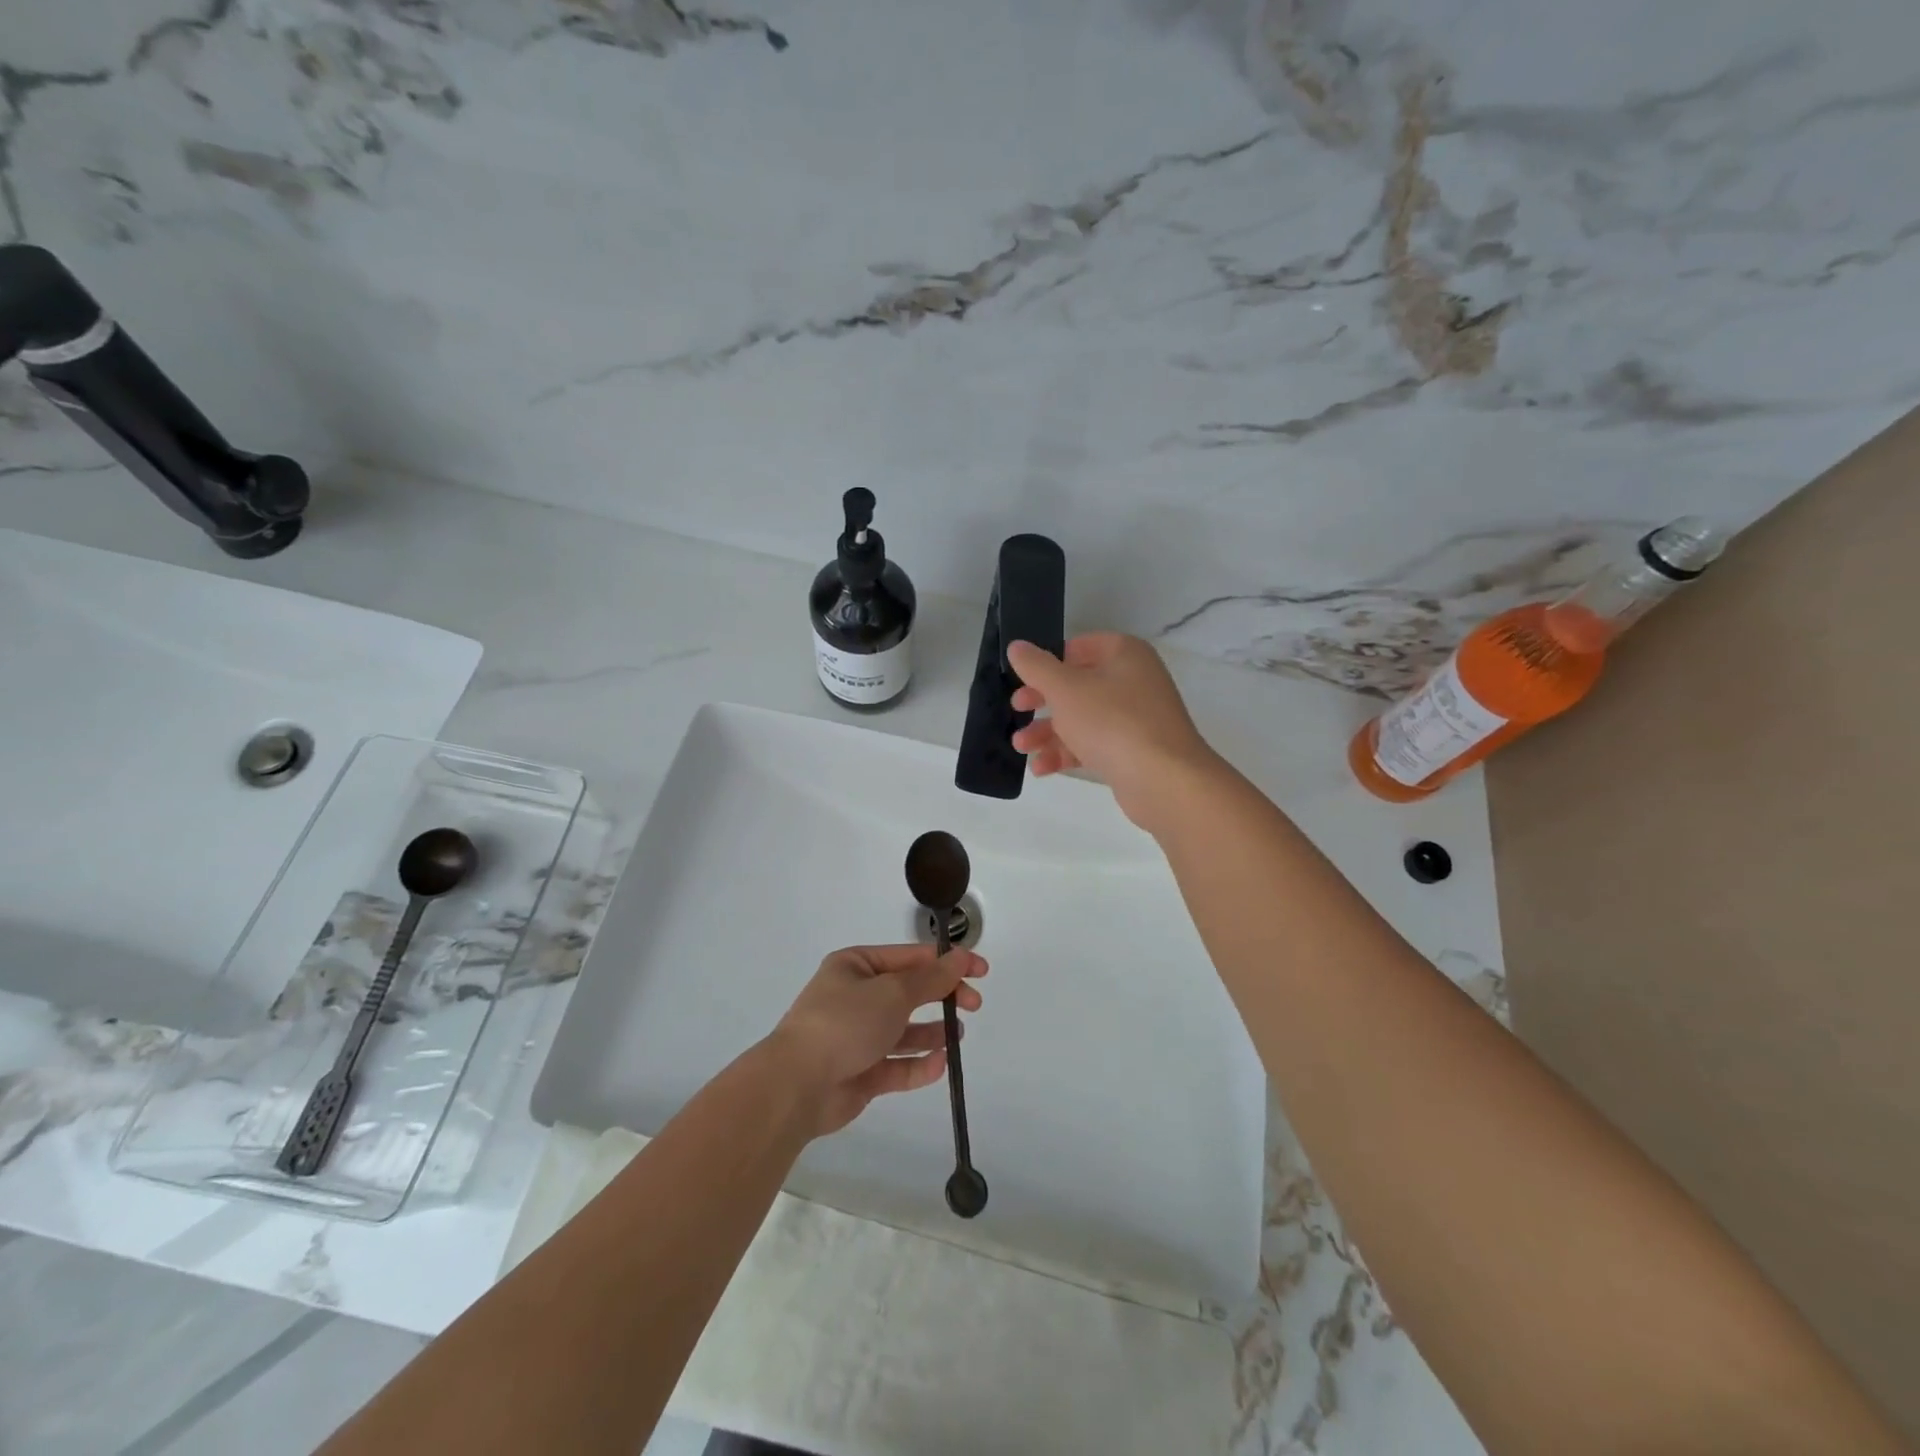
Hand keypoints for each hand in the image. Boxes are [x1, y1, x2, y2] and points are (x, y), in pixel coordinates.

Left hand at [764, 944, 986, 1136]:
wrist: (797, 1085)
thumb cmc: (845, 1023)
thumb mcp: (894, 992)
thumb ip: (932, 979)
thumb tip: (961, 957)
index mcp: (856, 966)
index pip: (910, 957)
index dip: (947, 962)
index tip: (981, 971)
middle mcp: (855, 997)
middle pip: (909, 992)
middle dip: (942, 996)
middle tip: (973, 1004)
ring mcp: (857, 1036)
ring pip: (904, 1030)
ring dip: (932, 1032)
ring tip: (958, 1035)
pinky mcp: (860, 1073)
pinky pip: (896, 1064)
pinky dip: (918, 1064)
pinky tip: (940, 1064)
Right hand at [1007, 633, 1219, 830]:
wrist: (1163, 779)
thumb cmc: (1111, 721)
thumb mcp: (1065, 688)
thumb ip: (1037, 667)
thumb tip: (1017, 646)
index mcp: (1124, 654)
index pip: (1080, 646)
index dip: (1049, 660)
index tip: (1024, 677)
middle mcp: (1134, 681)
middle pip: (1078, 685)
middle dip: (1042, 702)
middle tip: (1018, 710)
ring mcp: (1135, 718)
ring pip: (1082, 719)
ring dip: (1048, 732)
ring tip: (1021, 747)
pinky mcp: (1132, 751)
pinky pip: (1093, 745)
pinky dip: (1067, 753)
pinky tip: (1041, 768)